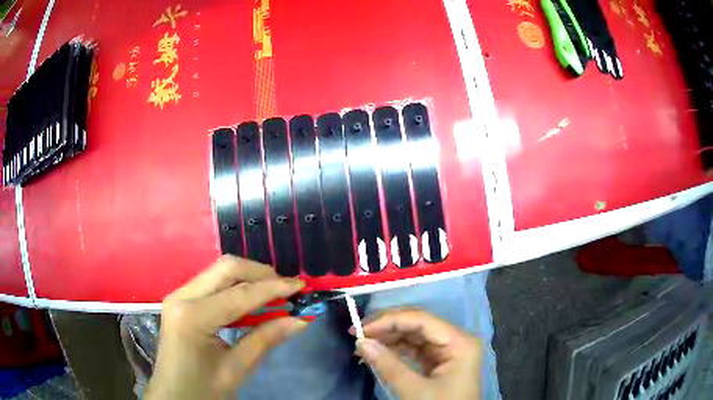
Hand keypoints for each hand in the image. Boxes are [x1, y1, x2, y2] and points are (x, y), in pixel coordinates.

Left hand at [146, 256, 306, 399]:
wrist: (174, 395)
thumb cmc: (203, 389)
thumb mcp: (237, 368)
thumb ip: (266, 339)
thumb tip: (301, 320)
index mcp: (193, 317)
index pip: (240, 294)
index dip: (274, 288)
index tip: (301, 286)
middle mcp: (182, 296)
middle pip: (225, 268)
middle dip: (260, 273)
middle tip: (286, 288)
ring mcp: (179, 295)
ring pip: (218, 272)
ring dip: (248, 278)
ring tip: (273, 293)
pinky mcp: (181, 300)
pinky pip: (212, 283)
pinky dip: (235, 287)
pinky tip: (251, 301)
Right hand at [354, 309, 481, 398]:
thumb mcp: (414, 390)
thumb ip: (388, 365)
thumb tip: (361, 343)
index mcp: (459, 342)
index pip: (421, 319)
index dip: (389, 320)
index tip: (359, 329)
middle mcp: (456, 340)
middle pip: (418, 324)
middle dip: (387, 327)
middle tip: (356, 333)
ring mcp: (448, 351)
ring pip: (414, 335)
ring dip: (388, 338)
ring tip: (362, 343)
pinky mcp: (439, 362)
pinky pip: (415, 349)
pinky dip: (395, 350)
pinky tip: (377, 352)